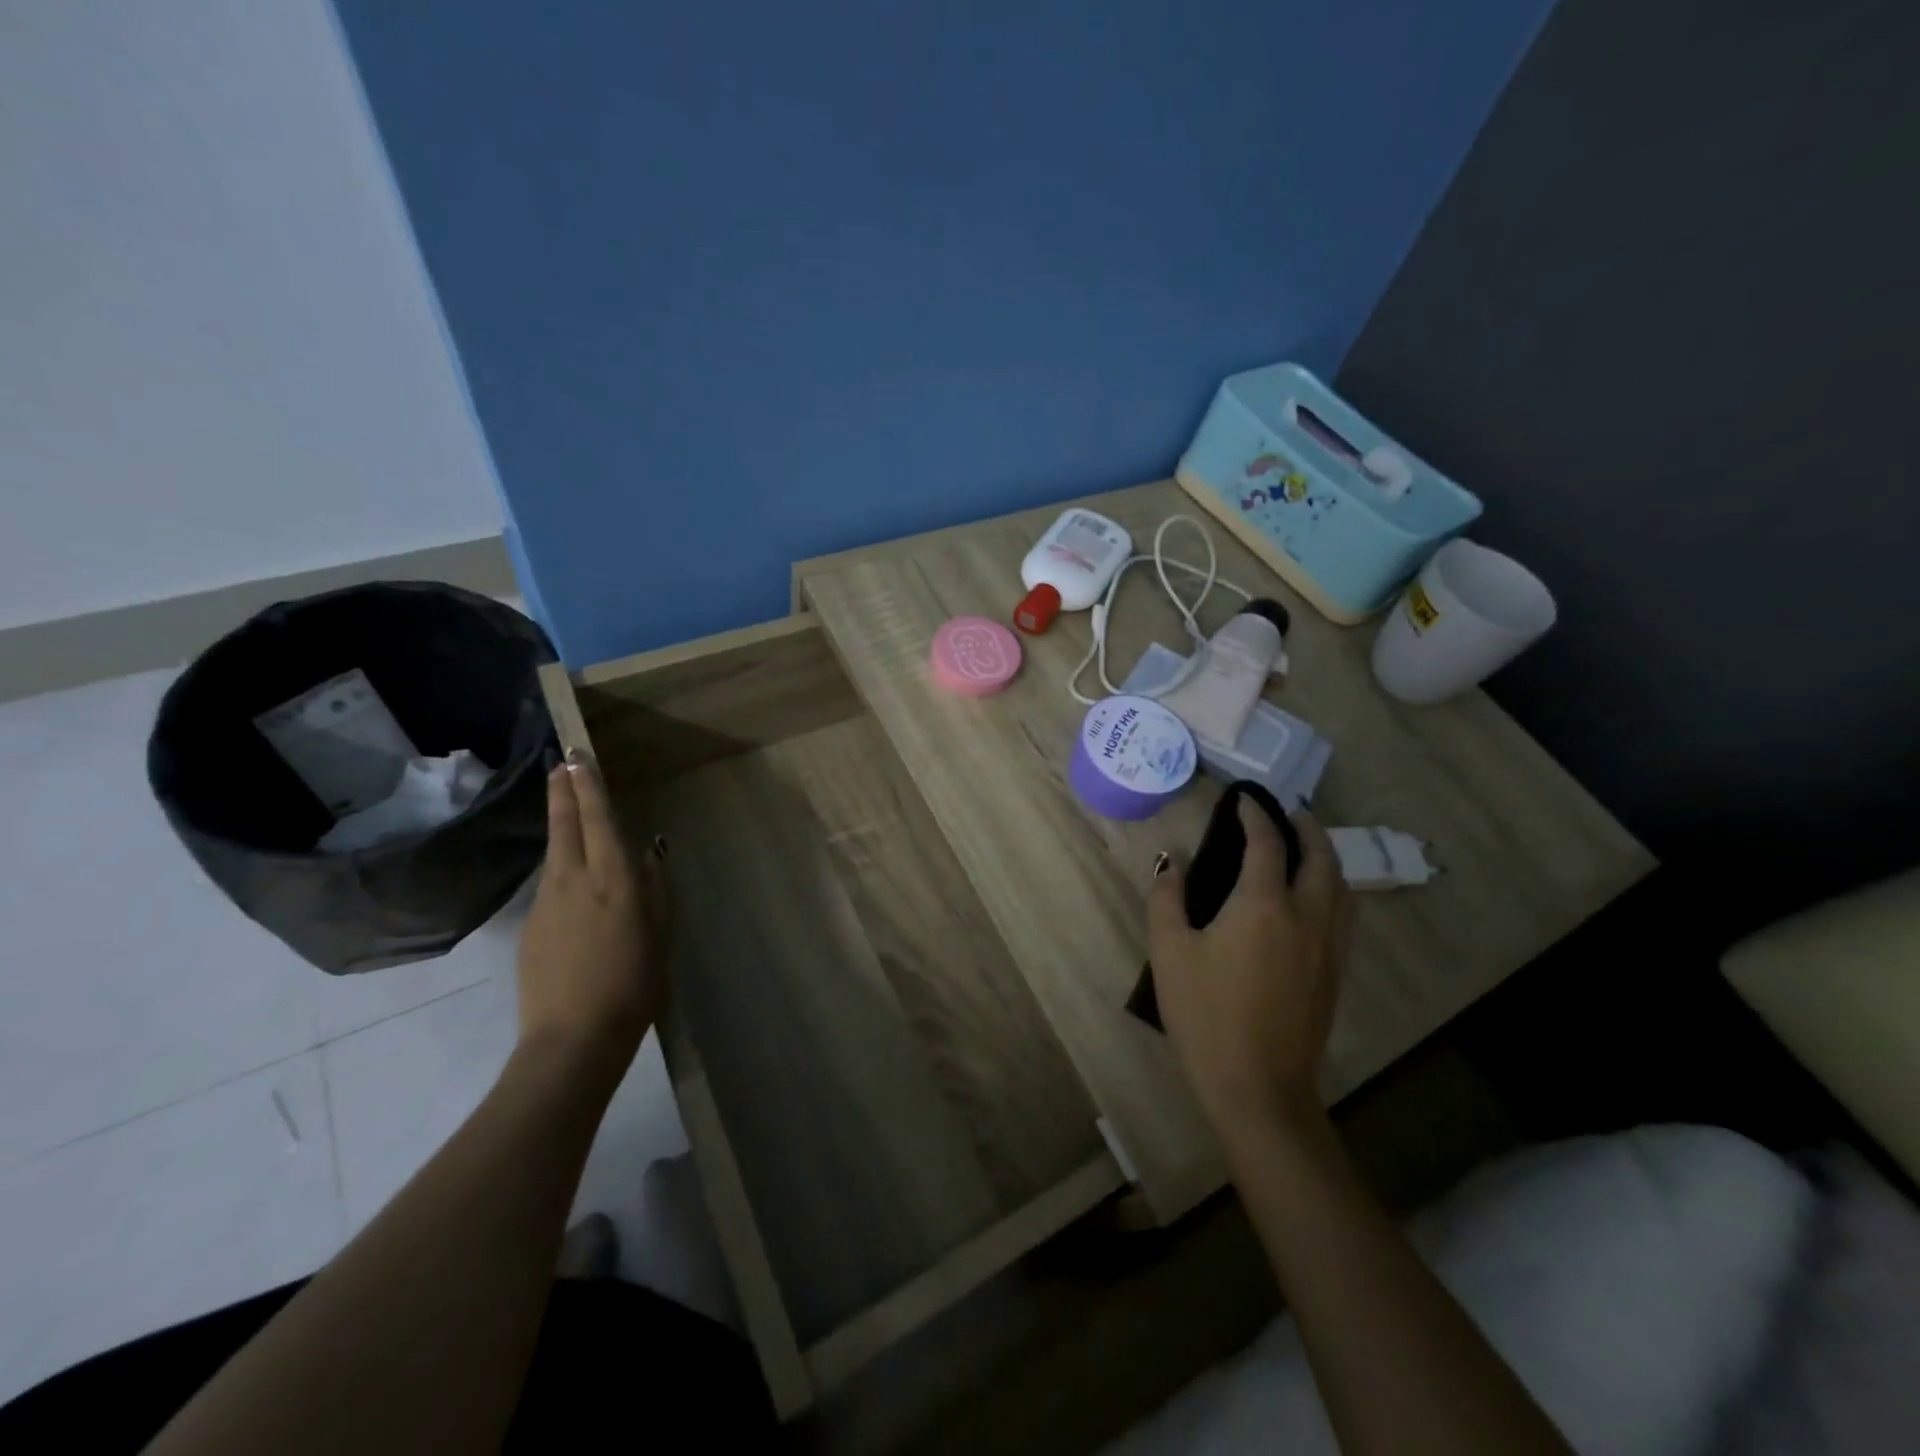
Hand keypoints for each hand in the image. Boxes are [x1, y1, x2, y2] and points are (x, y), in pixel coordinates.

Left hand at [515, 750, 668, 1078]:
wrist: (572, 1039)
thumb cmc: (634, 986)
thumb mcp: (659, 935)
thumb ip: (654, 890)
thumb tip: (647, 856)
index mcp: (614, 880)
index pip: (598, 819)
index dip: (588, 785)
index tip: (578, 756)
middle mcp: (575, 880)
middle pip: (564, 824)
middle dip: (563, 790)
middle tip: (561, 763)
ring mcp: (546, 903)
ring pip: (555, 853)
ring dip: (562, 827)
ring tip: (570, 813)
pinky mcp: (530, 927)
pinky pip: (551, 887)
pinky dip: (562, 872)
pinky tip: (575, 888)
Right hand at [1148, 801, 1353, 1144]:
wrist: (1257, 1086)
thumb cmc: (1205, 1015)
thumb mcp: (1170, 952)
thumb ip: (1167, 898)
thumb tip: (1172, 863)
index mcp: (1263, 905)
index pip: (1266, 843)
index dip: (1254, 815)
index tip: (1243, 799)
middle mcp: (1306, 916)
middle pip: (1320, 857)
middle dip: (1306, 828)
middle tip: (1287, 813)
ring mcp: (1328, 947)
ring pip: (1341, 885)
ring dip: (1325, 856)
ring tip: (1305, 847)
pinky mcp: (1335, 973)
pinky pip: (1344, 913)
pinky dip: (1333, 887)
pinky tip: (1313, 898)